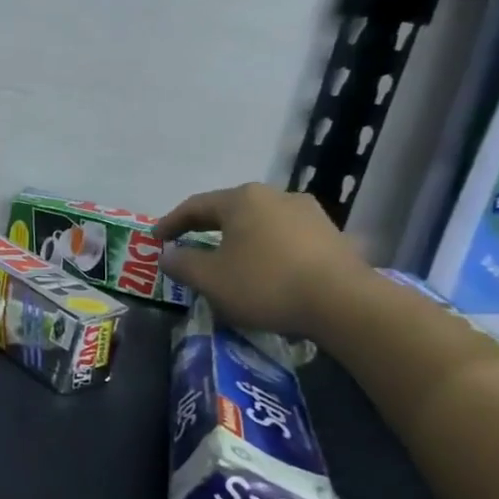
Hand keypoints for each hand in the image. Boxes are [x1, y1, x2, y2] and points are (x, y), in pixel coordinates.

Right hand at [153, 183, 367, 337]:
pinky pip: (285, 239)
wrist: (343, 302)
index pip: (195, 206)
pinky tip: (263, 271)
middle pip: (230, 211)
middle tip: (187, 245)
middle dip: (206, 229)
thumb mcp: (210, 278)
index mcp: (242, 200)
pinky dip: (266, 251)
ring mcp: (309, 214)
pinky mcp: (332, 236)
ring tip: (227, 260)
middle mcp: (276, 196)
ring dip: (238, 240)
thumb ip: (182, 263)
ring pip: (260, 224)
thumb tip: (167, 255)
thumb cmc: (265, 283)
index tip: (155, 239)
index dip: (171, 223)